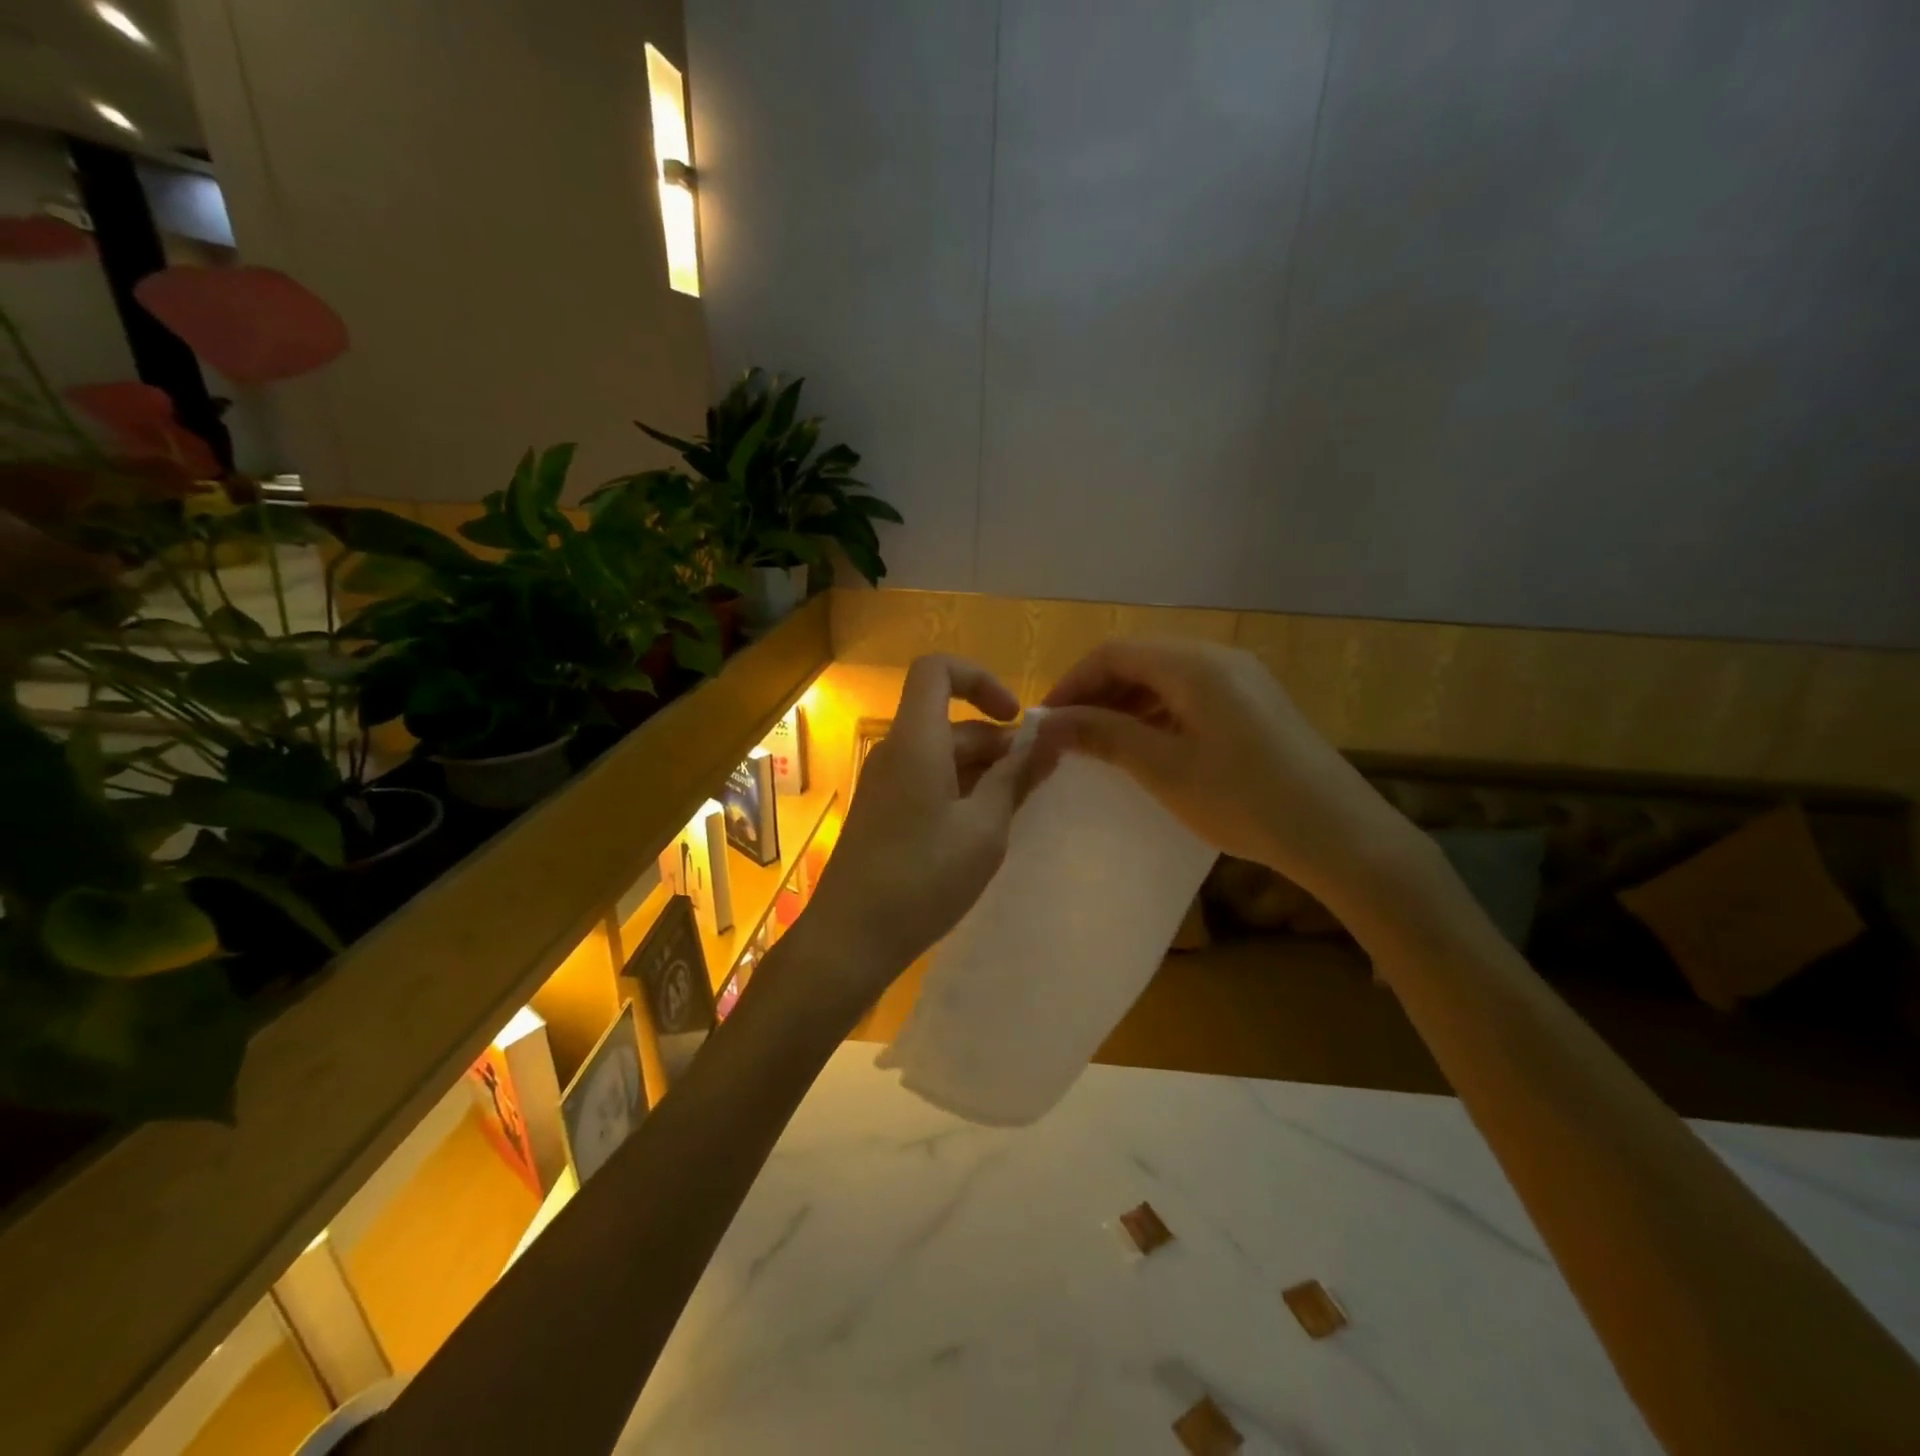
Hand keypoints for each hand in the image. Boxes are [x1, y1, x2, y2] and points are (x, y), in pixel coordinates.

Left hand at [800, 654, 1037, 999]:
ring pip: (941, 754)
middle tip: (1038, 780)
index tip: (1015, 719)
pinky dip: (961, 790)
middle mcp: (895, 751)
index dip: (980, 679)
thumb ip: (1016, 776)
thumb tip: (1049, 736)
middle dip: (997, 741)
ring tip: (1017, 811)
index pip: (936, 670)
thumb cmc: (923, 878)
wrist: (850, 937)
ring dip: (983, 770)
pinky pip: (927, 780)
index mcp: (915, 740)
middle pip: (948, 720)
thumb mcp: (985, 827)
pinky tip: (984, 830)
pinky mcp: (882, 811)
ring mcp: (884, 782)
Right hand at [1036, 639, 1423, 903]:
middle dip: (1097, 692)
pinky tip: (1147, 746)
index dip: (1073, 682)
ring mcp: (1242, 678)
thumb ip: (1104, 736)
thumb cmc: (1243, 799)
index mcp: (1194, 664)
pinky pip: (1191, 693)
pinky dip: (1158, 712)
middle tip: (1069, 734)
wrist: (1338, 832)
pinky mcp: (1255, 703)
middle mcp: (1218, 658)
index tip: (1047, 721)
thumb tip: (1051, 721)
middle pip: (1140, 659)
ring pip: (1165, 676)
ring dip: (1126, 702)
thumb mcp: (1164, 769)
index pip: (1113, 653)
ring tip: (1100, 743)